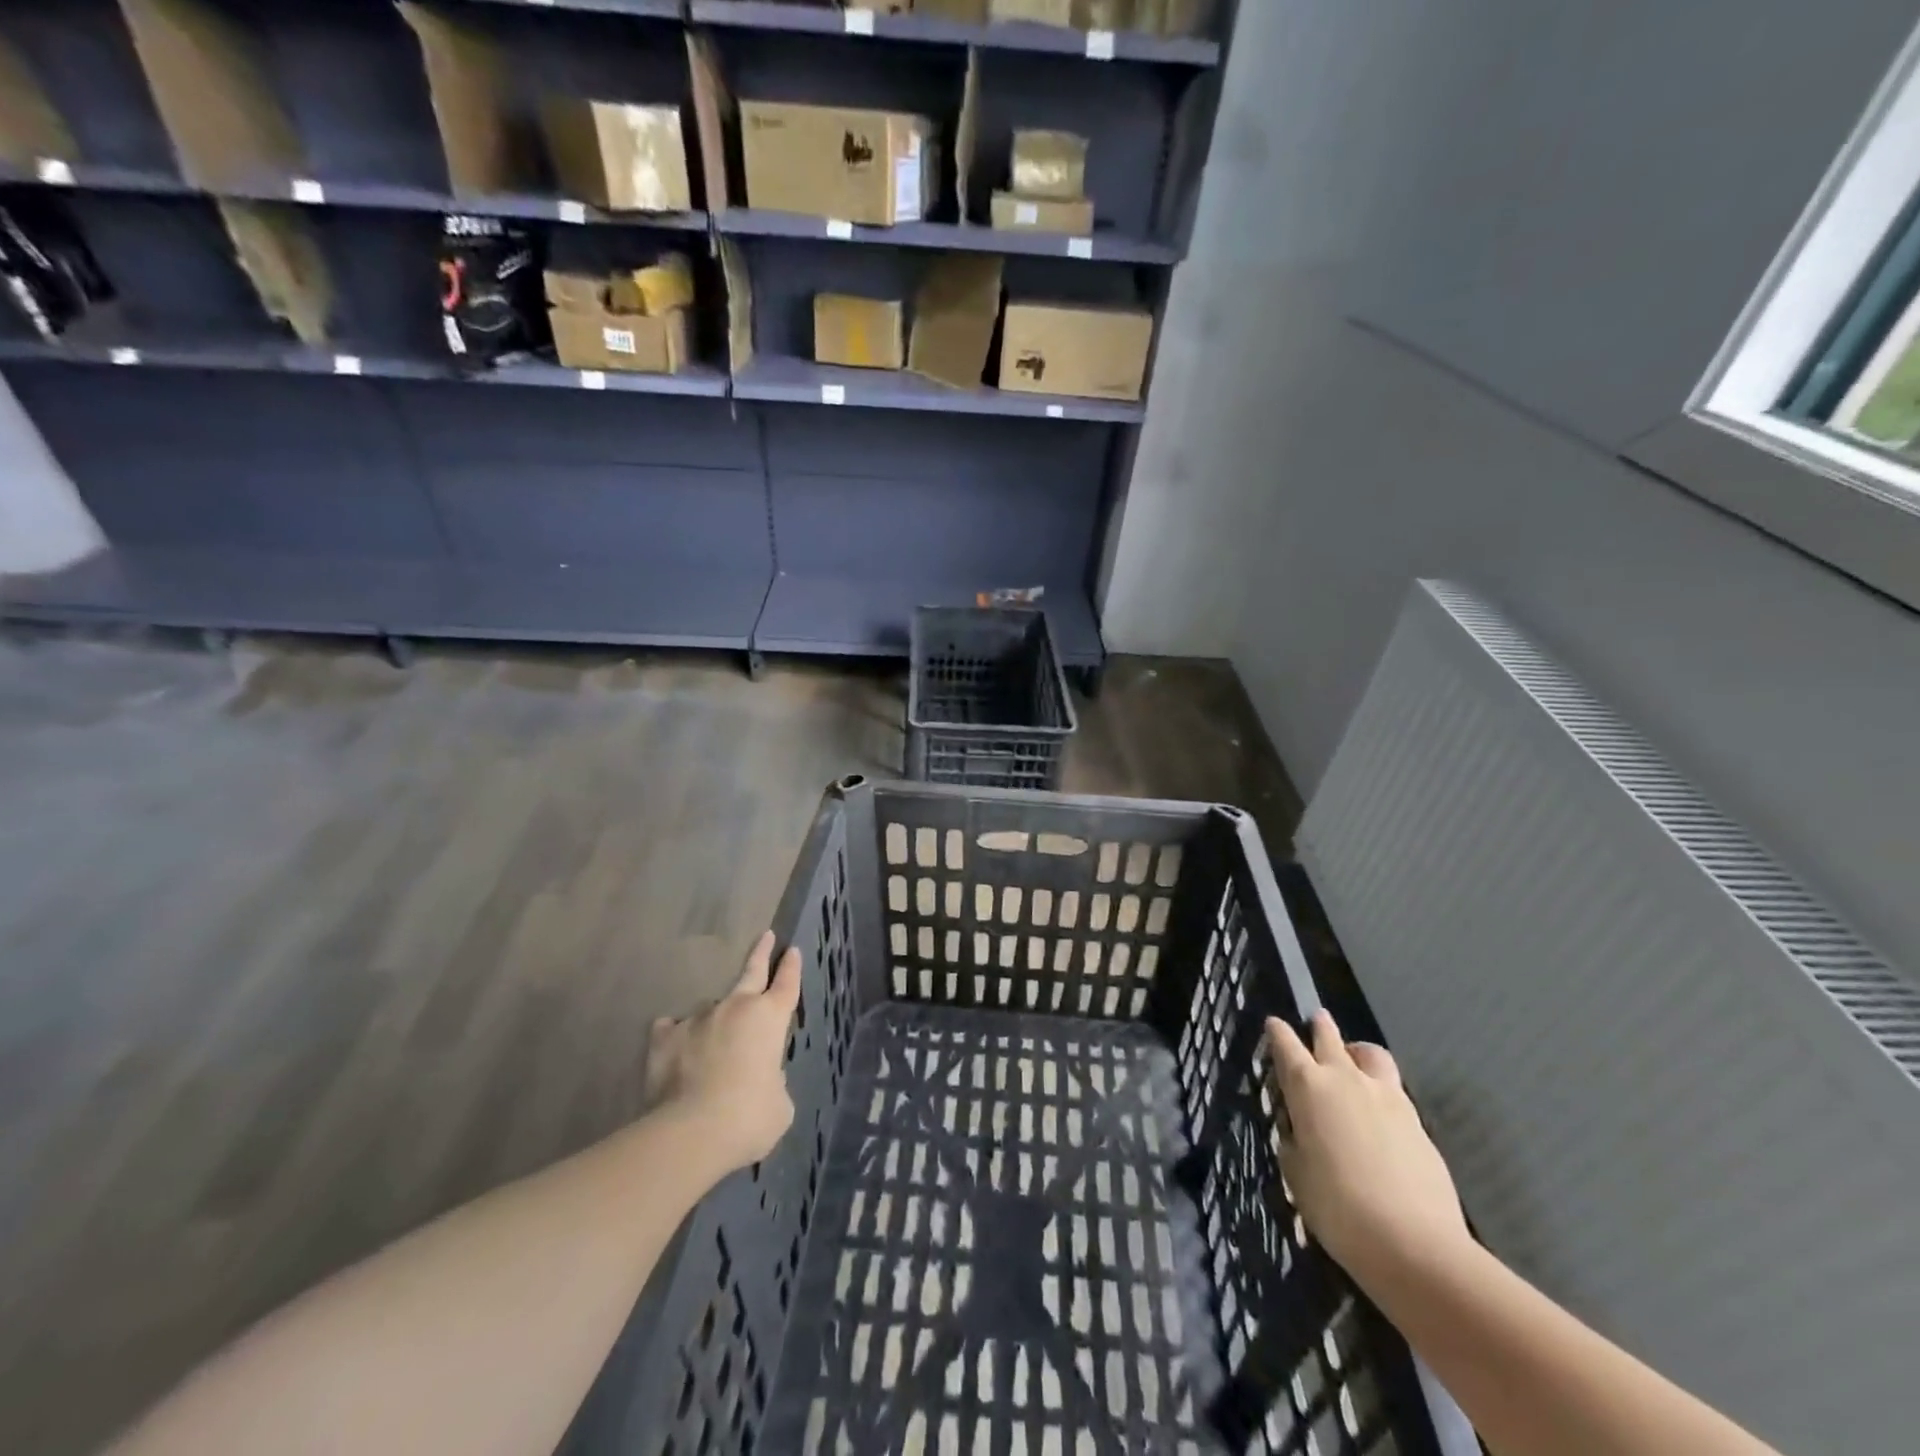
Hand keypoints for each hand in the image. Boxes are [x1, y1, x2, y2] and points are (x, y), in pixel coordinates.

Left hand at [646, 932, 801, 1174]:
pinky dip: (676, 1035)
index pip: (787, 984)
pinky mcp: (664, 1038)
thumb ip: (773, 1081)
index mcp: (770, 1019)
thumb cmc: (749, 1117)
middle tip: (767, 935)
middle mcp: (736, 1008)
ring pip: (710, 1008)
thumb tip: (760, 1078)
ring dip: (715, 1019)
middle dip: (761, 953)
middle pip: (752, 972)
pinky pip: (671, 1028)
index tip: (793, 950)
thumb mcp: (779, 1104)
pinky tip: (675, 1045)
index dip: (792, 967)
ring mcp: (698, 1019)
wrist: (691, 1132)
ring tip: (712, 1042)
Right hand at [1267, 1010, 1470, 1286]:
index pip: (1286, 1046)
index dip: (1277, 1032)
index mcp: (1308, 1088)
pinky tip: (1380, 1113)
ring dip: (1358, 1052)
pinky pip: (1394, 1091)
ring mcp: (1387, 1097)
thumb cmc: (1337, 1207)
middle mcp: (1346, 1080)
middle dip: (1320, 1026)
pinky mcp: (1417, 1121)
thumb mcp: (1296, 1173)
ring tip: (1354, 1061)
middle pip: (1330, 1037)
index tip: (1273, 1023)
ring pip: (1371, 1054)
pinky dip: (1381, 1090)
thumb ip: (1294, 1140)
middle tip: (1317, 1021)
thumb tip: (1300, 1130)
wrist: (1414, 1244)